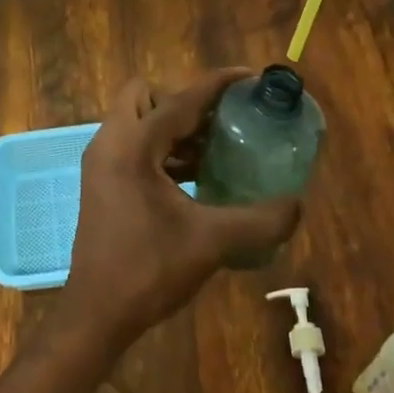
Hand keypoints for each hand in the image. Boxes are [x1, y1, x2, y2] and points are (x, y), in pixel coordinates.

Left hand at [61, 70, 302, 347]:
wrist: (96, 314)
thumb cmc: (148, 270)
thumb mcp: (210, 242)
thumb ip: (259, 220)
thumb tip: (297, 204)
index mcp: (133, 146)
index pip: (181, 99)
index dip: (217, 84)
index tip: (249, 78)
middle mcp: (111, 143)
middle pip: (147, 95)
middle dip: (184, 101)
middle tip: (221, 123)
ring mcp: (101, 162)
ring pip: (137, 119)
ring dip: (174, 126)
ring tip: (215, 149)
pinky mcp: (101, 181)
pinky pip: (133, 144)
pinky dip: (162, 148)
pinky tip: (194, 176)